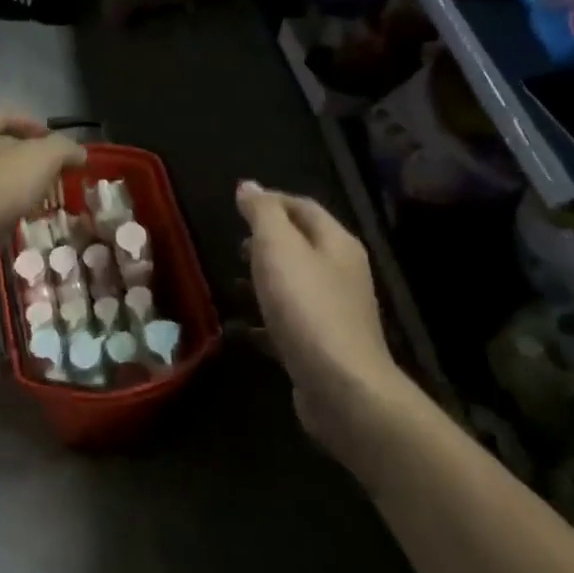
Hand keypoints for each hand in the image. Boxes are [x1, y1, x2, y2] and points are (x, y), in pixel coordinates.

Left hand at [0, 113, 84, 266]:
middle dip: (23, 159)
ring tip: (33, 203)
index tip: (58, 145)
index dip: (36, 126)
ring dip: (8, 187)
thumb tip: (79, 152)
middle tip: (50, 176)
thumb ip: (63, 150)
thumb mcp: (39, 160)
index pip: (8, 115)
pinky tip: (7, 224)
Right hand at [236, 182, 414, 459]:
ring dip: (264, 279)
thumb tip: (249, 186)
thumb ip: (263, 214)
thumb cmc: (307, 307)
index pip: (304, 207)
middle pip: (302, 245)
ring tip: (231, 281)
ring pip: (294, 284)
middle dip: (267, 241)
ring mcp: (334, 311)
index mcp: (337, 243)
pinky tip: (240, 328)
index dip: (271, 201)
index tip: (238, 204)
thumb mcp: (278, 248)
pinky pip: (288, 322)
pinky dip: (264, 319)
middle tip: (234, 244)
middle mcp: (342, 272)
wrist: (339, 386)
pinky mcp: (321, 346)